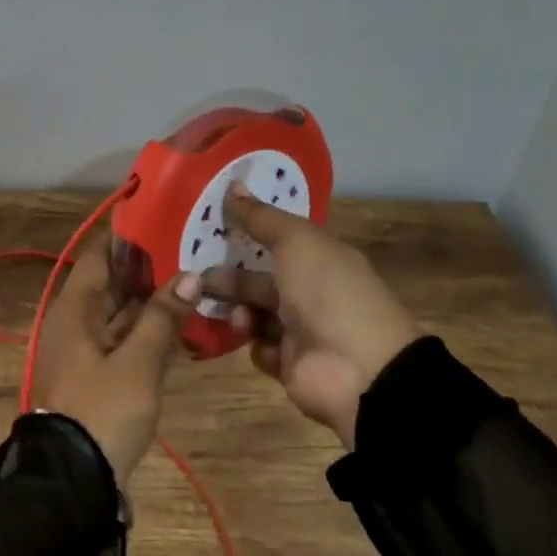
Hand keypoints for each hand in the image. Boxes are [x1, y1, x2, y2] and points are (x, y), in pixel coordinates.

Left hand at [33, 237, 199, 487]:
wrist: (72, 481)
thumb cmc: (102, 410)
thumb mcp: (137, 362)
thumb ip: (163, 317)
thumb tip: (190, 275)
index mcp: (75, 308)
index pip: (101, 255)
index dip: (128, 235)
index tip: (162, 216)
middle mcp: (75, 321)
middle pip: (112, 282)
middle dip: (148, 267)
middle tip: (191, 246)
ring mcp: (85, 349)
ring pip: (120, 312)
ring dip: (151, 300)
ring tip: (194, 277)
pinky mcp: (97, 375)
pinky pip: (123, 339)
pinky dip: (147, 330)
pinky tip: (181, 325)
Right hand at [201, 183, 417, 449]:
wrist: (359, 371)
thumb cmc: (328, 293)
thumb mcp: (295, 242)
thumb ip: (261, 217)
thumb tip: (231, 184)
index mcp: (319, 257)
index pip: (277, 238)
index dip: (247, 231)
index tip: (210, 228)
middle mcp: (310, 290)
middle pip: (259, 278)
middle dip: (228, 277)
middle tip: (196, 277)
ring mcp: (302, 330)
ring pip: (255, 312)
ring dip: (239, 310)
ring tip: (233, 314)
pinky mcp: (292, 364)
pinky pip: (261, 348)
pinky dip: (256, 343)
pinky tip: (258, 340)